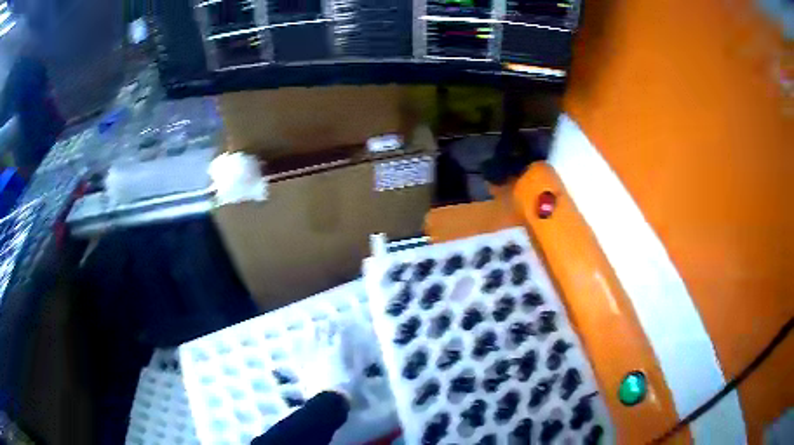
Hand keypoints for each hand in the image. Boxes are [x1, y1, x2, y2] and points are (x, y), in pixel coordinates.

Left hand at [295, 316, 379, 402]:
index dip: (340, 328)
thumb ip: (358, 359)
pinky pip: (300, 355)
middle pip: (324, 337)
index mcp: (338, 352)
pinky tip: (297, 343)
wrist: (327, 401)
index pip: (339, 336)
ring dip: (313, 334)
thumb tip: (360, 348)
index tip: (341, 321)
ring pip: (311, 342)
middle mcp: (323, 352)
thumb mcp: (357, 374)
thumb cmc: (346, 388)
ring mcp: (311, 359)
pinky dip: (299, 347)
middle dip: (326, 328)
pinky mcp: (304, 368)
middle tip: (326, 321)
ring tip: (312, 326)